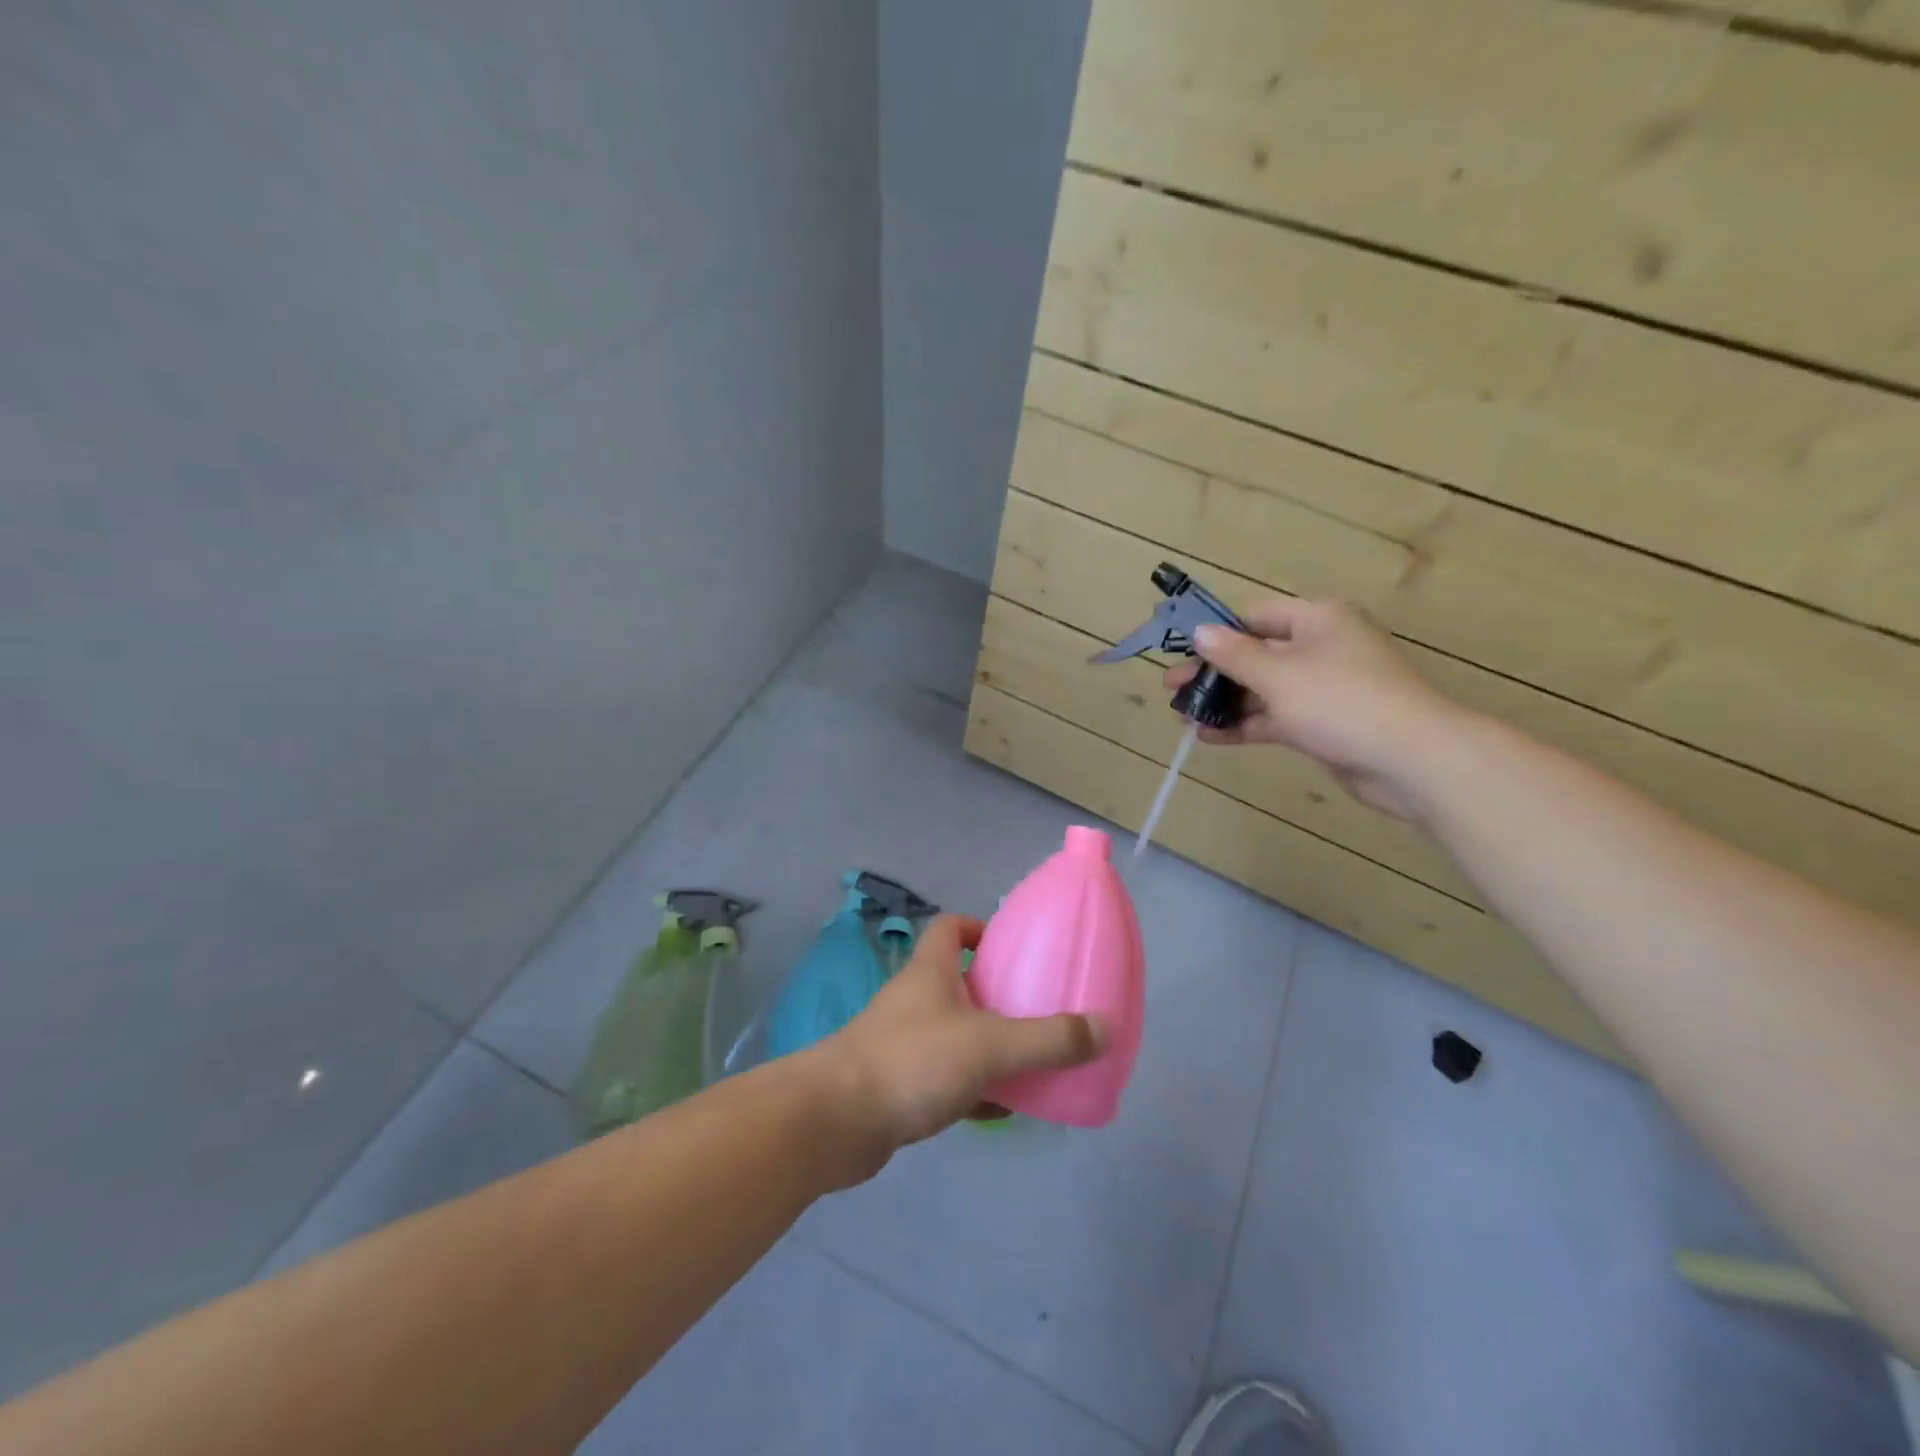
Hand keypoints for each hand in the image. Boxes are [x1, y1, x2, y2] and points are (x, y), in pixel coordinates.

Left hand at [817, 915, 1106, 1180]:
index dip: (980, 927)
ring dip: (988, 1044)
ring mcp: (904, 1043)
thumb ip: (1049, 1039)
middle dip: (997, 993)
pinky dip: (974, 1087)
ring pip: (955, 1033)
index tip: (1014, 948)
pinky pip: (946, 1078)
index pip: (951, 927)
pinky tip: (1002, 1107)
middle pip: (959, 982)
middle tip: (1038, 1009)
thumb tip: (1107, 1027)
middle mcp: (916, 1000)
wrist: (835, 1122)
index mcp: (931, 971)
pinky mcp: (898, 1085)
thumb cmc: (913, 1061)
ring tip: (1031, 1059)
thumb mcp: (990, 1045)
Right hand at [1162, 597, 1456, 820]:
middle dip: (1213, 673)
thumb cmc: (1340, 701)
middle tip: (1171, 689)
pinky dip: (1245, 724)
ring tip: (1182, 716)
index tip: (1184, 654)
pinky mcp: (1323, 723)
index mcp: (1317, 620)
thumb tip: (1200, 632)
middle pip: (1256, 654)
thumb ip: (1234, 654)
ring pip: (1263, 689)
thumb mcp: (1278, 674)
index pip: (1257, 617)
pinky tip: (1209, 736)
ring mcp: (1323, 688)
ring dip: (1225, 702)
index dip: (1219, 634)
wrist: (1409, 758)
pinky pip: (1275, 717)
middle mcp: (1321, 647)